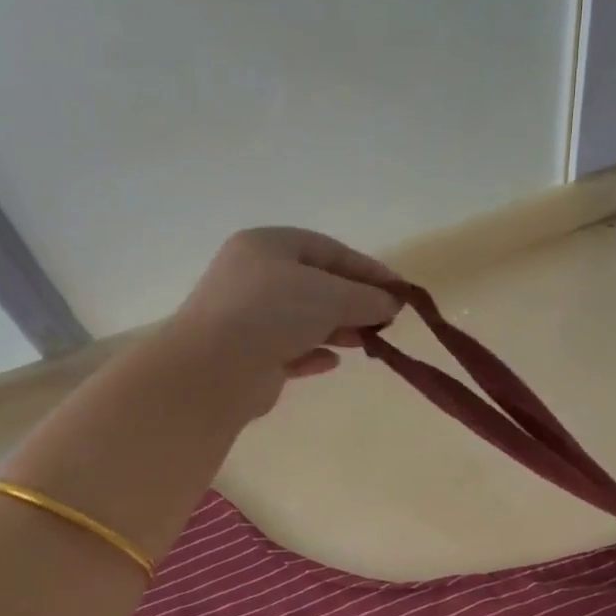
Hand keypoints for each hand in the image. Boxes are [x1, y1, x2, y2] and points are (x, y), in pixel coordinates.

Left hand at [169, 227, 403, 415]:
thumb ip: (367, 297)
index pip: (328, 250)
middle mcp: (254, 277)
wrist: (214, 369)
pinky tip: (334, 362)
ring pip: (303, 319)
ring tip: (368, 342)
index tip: (401, 290)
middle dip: (354, 302)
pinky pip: (289, 350)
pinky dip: (313, 354)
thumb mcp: (331, 296)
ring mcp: (247, 318)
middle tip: (387, 320)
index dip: (368, 269)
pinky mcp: (247, 357)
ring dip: (338, 329)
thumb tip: (392, 302)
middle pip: (316, 285)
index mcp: (268, 246)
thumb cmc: (273, 313)